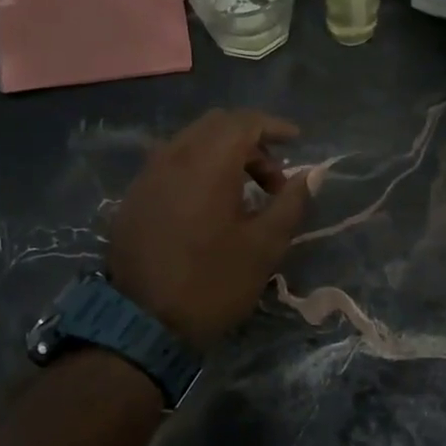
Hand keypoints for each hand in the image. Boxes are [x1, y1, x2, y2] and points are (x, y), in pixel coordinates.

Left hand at [107, 109, 312, 349]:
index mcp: (208, 163)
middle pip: (216, 125)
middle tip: (273, 177)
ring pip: (190, 142)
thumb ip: (290, 203)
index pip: (244, 122)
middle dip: (250, 140)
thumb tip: (311, 175)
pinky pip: (170, 163)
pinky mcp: (134, 197)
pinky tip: (209, 203)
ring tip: (244, 193)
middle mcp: (173, 157)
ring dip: (223, 154)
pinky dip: (197, 168)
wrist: (142, 323)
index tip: (297, 142)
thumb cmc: (213, 283)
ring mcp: (147, 175)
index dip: (274, 127)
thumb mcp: (264, 246)